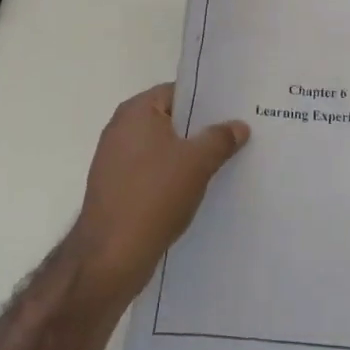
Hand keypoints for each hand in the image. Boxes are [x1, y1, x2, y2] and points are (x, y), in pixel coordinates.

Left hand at [69, 83, 249, 308]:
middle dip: (200, 130)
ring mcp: (115, 160)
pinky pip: (151, 172)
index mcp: (136, 111)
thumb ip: (221, 138)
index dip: (207, 101)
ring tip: (223, 164)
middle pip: (170, 120)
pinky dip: (172, 177)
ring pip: (162, 149)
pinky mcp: (115, 188)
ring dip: (187, 157)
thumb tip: (238, 125)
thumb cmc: (154, 196)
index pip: (178, 92)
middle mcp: (121, 129)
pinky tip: (196, 190)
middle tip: (236, 137)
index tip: (234, 111)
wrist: (111, 256)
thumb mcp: (198, 162)